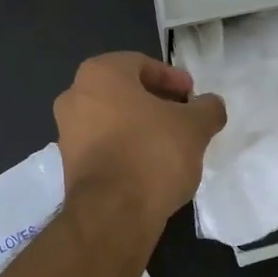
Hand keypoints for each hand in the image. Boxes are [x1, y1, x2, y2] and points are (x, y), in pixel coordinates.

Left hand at [54, 53, 226, 233]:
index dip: (172, 78)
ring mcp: (66, 131)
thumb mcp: (194, 126)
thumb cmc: (152, 153)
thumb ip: (207, 109)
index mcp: (99, 74)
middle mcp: (74, 96)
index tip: (192, 96)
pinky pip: (102, 144)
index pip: (141, 64)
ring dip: (140, 125)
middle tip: (184, 117)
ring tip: (171, 143)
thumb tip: (211, 105)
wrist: (112, 212)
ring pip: (111, 118)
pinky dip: (125, 147)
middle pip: (123, 91)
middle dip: (155, 102)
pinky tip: (149, 165)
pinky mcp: (68, 163)